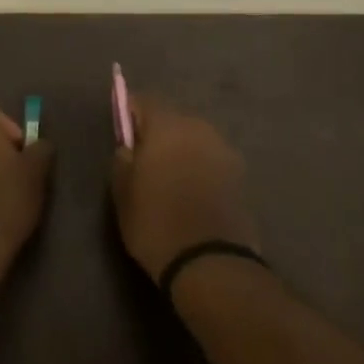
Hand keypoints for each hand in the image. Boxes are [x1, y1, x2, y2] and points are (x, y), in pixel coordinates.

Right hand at [110, 94, 260, 279]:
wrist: (210, 262)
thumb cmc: (155, 223)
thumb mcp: (122, 192)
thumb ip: (122, 158)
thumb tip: (129, 145)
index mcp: (168, 126)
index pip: (144, 101)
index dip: (130, 113)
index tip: (122, 132)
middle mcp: (200, 128)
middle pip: (173, 119)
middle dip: (157, 133)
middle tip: (143, 159)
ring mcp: (225, 150)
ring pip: (195, 139)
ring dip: (181, 150)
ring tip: (168, 178)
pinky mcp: (241, 174)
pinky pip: (211, 160)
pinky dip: (199, 168)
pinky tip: (191, 192)